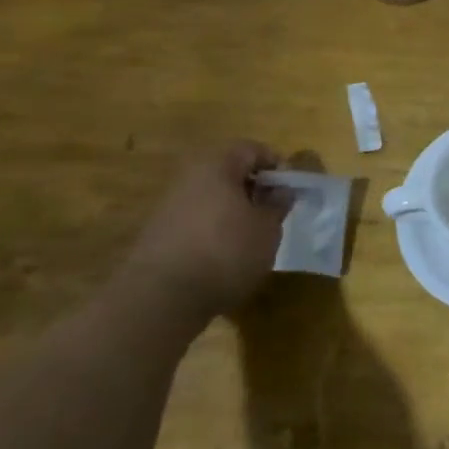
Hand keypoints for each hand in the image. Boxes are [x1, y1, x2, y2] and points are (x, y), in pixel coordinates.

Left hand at [118, 141, 289, 325]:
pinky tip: (227, 253)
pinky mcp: (158, 235)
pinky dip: (215, 228)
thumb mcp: (268, 228)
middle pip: (228, 171)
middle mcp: (188, 179)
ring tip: (253, 234)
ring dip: (235, 209)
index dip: (275, 164)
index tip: (290, 188)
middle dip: (254, 187)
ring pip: (211, 197)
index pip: (251, 149)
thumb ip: (278, 204)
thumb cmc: (226, 251)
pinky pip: (196, 219)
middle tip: (274, 210)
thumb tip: (281, 190)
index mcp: (216, 167)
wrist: (161, 299)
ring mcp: (168, 207)